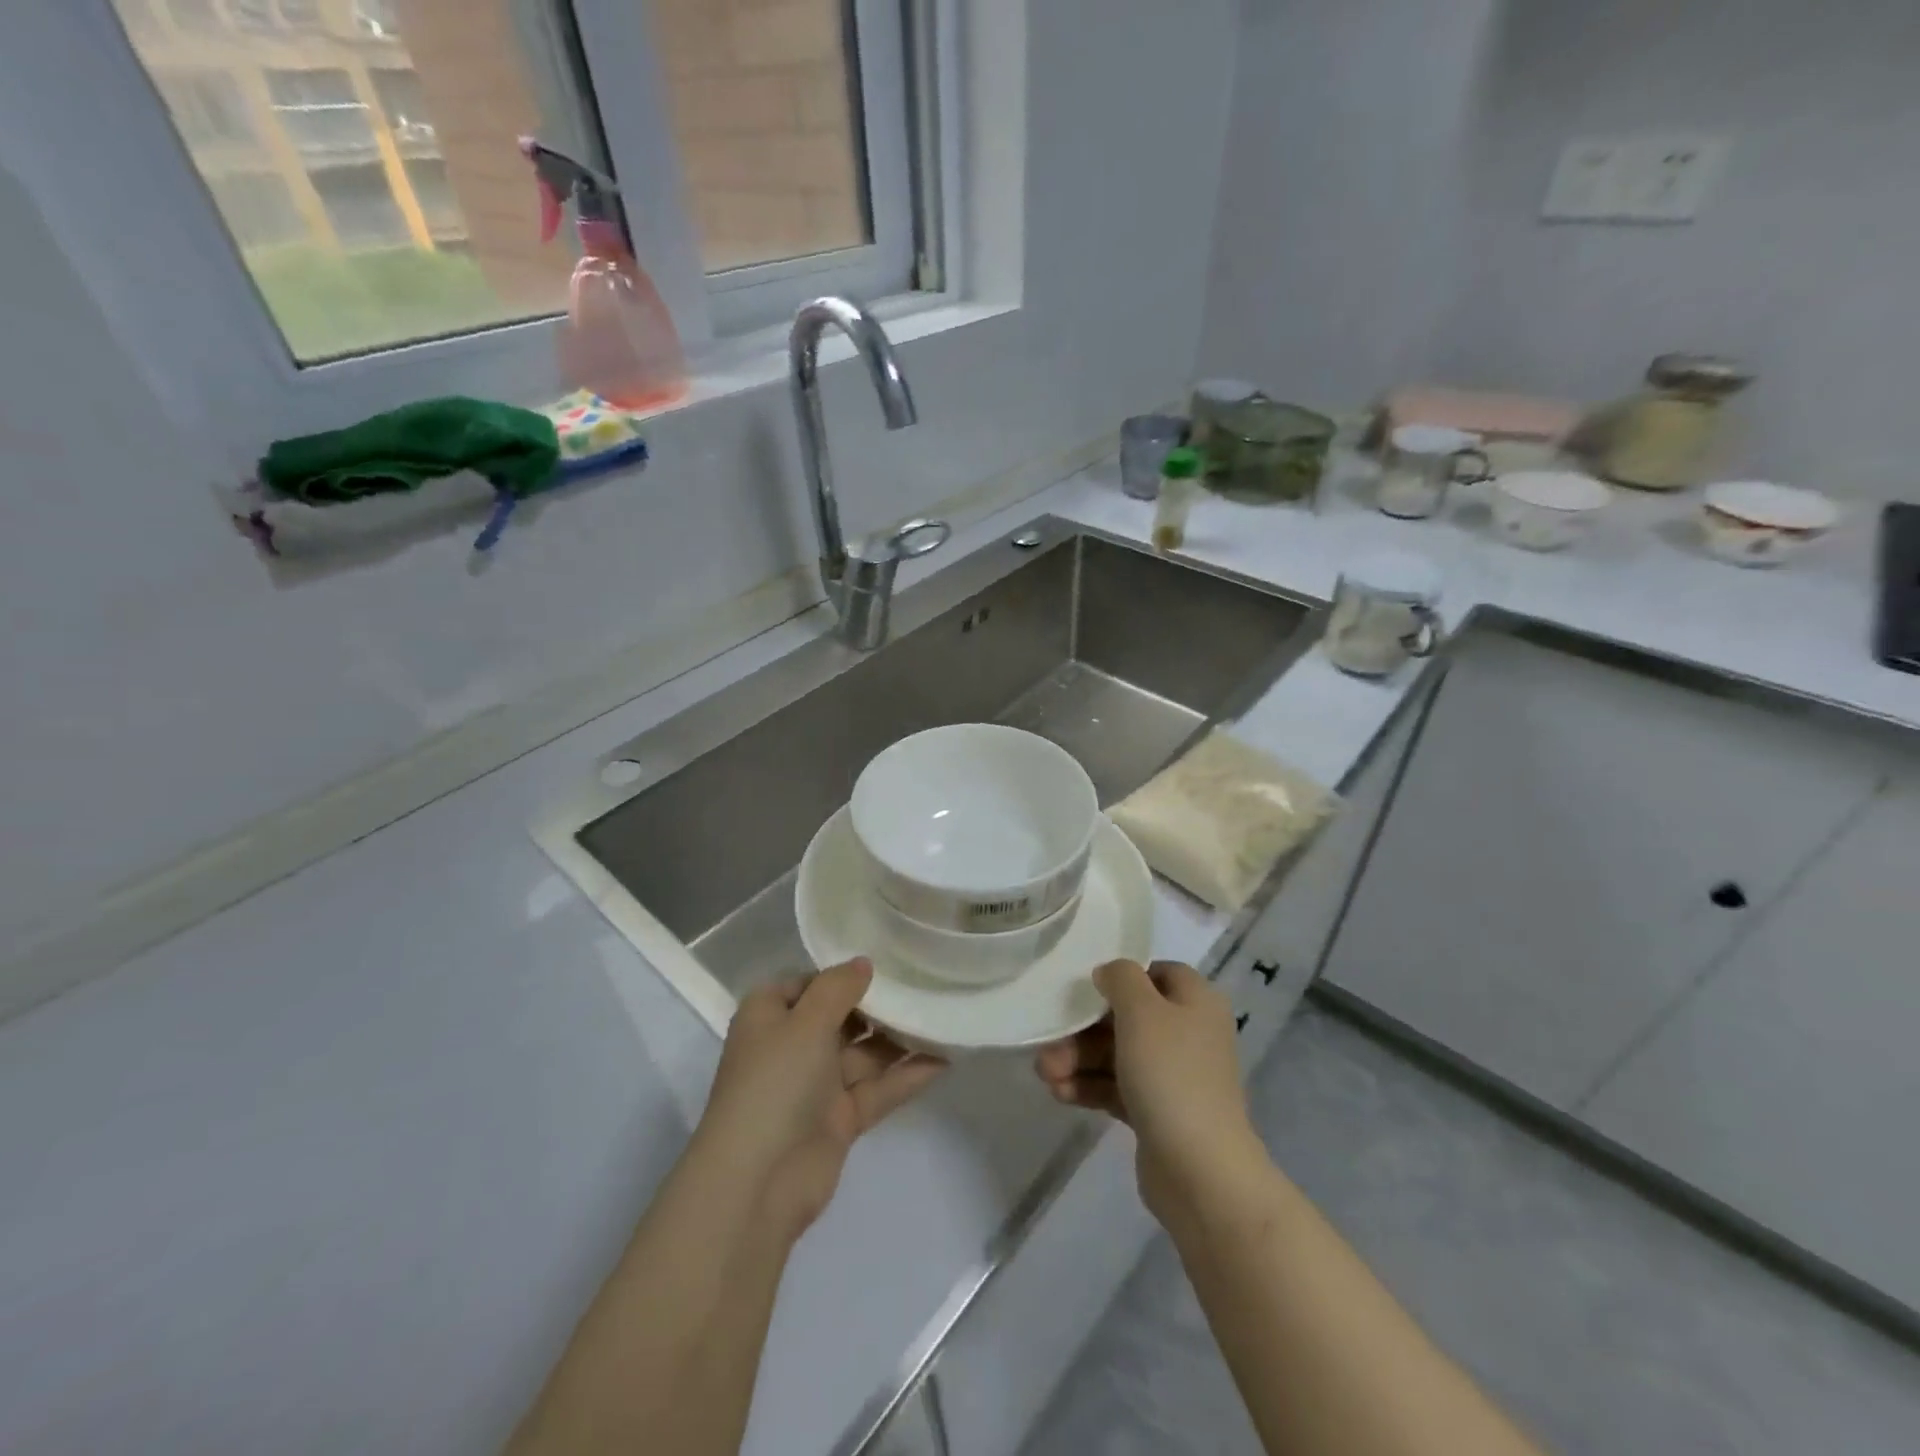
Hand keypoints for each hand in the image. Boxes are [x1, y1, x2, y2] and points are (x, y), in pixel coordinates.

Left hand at [696, 959, 944, 1239]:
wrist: (758, 1182)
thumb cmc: (775, 1082)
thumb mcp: (806, 1021)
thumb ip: (838, 988)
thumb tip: (863, 963)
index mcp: (771, 1015)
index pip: (811, 983)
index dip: (845, 974)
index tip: (888, 961)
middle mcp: (792, 1045)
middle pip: (842, 1016)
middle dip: (880, 1005)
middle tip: (927, 984)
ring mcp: (816, 1085)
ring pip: (864, 1053)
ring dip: (899, 1039)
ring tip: (943, 1017)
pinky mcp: (839, 1119)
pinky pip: (877, 1088)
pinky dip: (906, 1076)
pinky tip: (944, 1059)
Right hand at [1035, 960, 1264, 1221]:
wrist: (1200, 1172)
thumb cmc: (1171, 1074)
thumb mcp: (1142, 1010)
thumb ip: (1121, 978)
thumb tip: (1110, 973)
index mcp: (1196, 1002)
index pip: (1157, 973)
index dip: (1122, 976)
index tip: (1086, 986)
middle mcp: (1189, 1034)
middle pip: (1128, 1017)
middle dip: (1084, 1029)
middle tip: (1049, 1040)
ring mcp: (1174, 1076)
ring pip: (1118, 1054)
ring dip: (1079, 1059)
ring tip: (1045, 1074)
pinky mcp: (1158, 1112)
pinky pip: (1118, 1088)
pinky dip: (1089, 1086)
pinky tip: (1059, 1093)